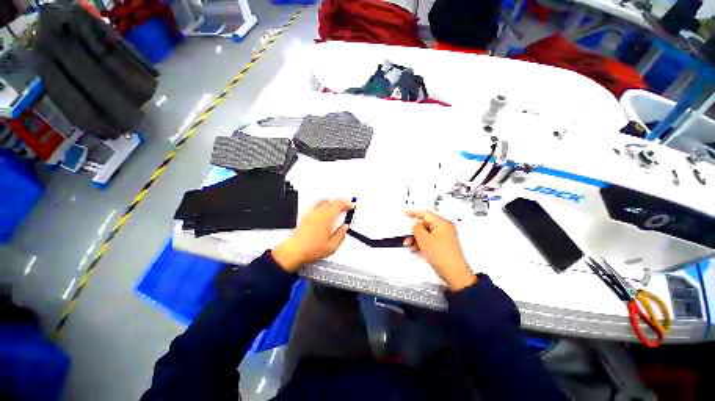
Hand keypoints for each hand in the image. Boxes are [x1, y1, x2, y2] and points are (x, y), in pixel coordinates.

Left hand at [272, 198, 354, 271]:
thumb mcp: (332, 246)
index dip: (347, 204)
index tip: (352, 205)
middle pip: (333, 201)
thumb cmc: (311, 249)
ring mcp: (312, 213)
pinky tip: (324, 203)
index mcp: (327, 219)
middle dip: (342, 201)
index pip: (339, 205)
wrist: (294, 252)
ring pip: (325, 201)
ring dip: (334, 201)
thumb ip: (341, 235)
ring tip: (338, 203)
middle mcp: (319, 213)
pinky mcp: (306, 216)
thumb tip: (345, 228)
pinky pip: (316, 203)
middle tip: (347, 204)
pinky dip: (323, 201)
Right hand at [403, 210, 476, 290]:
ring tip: (410, 245)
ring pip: (425, 233)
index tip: (405, 213)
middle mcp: (444, 228)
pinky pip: (429, 240)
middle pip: (424, 224)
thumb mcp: (424, 239)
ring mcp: (444, 237)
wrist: (454, 273)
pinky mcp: (442, 245)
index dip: (413, 213)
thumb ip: (416, 228)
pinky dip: (421, 243)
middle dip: (414, 231)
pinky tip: (416, 249)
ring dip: (416, 238)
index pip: (425, 214)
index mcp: (442, 223)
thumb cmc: (442, 255)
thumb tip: (414, 224)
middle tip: (406, 235)